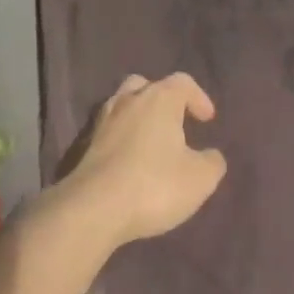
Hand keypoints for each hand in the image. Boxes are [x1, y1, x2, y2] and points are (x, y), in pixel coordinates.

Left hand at [60, 73, 226, 246]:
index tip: (207, 120)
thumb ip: (212, 162)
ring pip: (121, 106)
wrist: (91, 211)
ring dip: (137, 118)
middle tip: (173, 121)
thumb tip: (211, 156)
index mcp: (159, 100)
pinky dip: (120, 140)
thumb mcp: (200, 179)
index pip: (183, 82)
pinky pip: (107, 133)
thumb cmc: (154, 186)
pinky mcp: (81, 148)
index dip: (198, 98)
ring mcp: (100, 123)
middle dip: (161, 99)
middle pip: (145, 85)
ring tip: (150, 142)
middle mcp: (127, 102)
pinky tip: (128, 163)